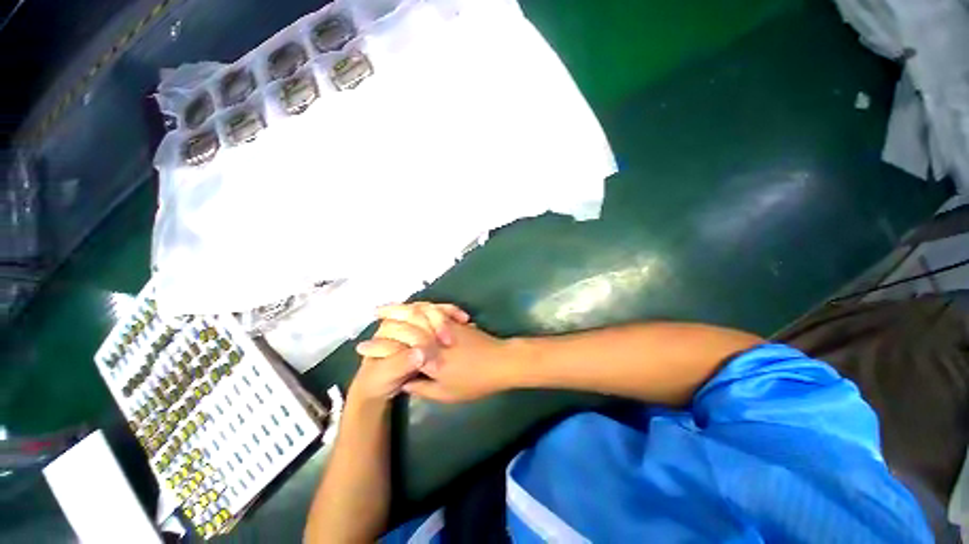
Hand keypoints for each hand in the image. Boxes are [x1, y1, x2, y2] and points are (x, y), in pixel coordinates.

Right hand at [357, 303, 515, 402]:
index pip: (397, 347)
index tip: (363, 348)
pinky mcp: (455, 320)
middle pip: (407, 321)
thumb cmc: (475, 381)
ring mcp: (446, 324)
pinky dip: (424, 307)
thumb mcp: (446, 393)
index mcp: (429, 355)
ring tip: (391, 306)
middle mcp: (434, 334)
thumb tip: (406, 381)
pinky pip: (437, 309)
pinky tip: (418, 307)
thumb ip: (423, 387)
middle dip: (389, 315)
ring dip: (405, 306)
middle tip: (375, 313)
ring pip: (421, 311)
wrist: (502, 361)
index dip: (378, 347)